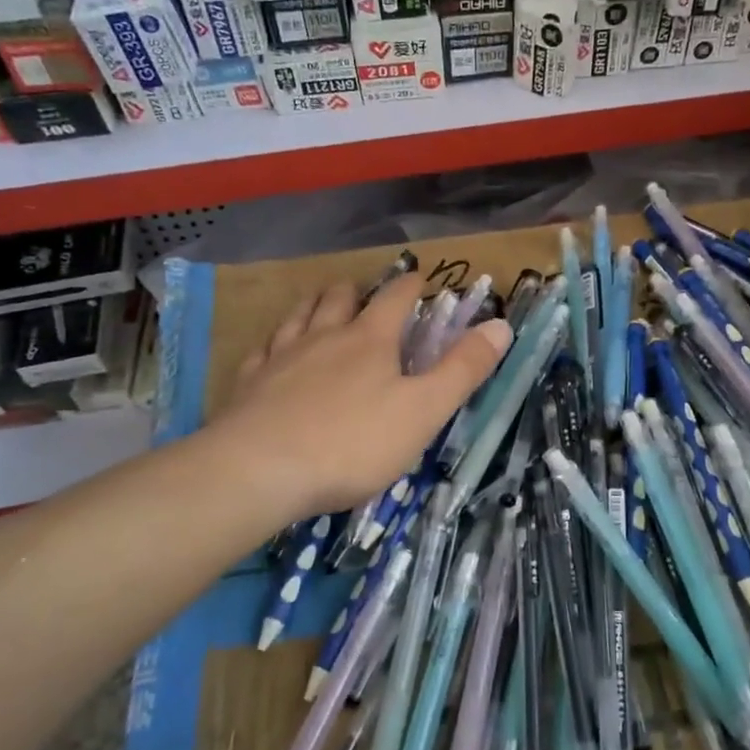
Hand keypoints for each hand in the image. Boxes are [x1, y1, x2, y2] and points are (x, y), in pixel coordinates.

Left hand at [204, 272, 511, 524]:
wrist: (259, 471)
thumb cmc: (352, 442)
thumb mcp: (423, 411)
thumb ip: (463, 369)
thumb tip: (500, 325)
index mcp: (369, 341)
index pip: (395, 299)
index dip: (411, 286)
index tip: (421, 278)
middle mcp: (323, 337)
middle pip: (339, 299)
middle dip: (356, 290)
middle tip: (364, 292)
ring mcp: (281, 358)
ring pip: (298, 317)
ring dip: (314, 305)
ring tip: (320, 304)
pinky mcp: (248, 385)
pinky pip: (262, 350)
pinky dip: (274, 343)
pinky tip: (272, 350)